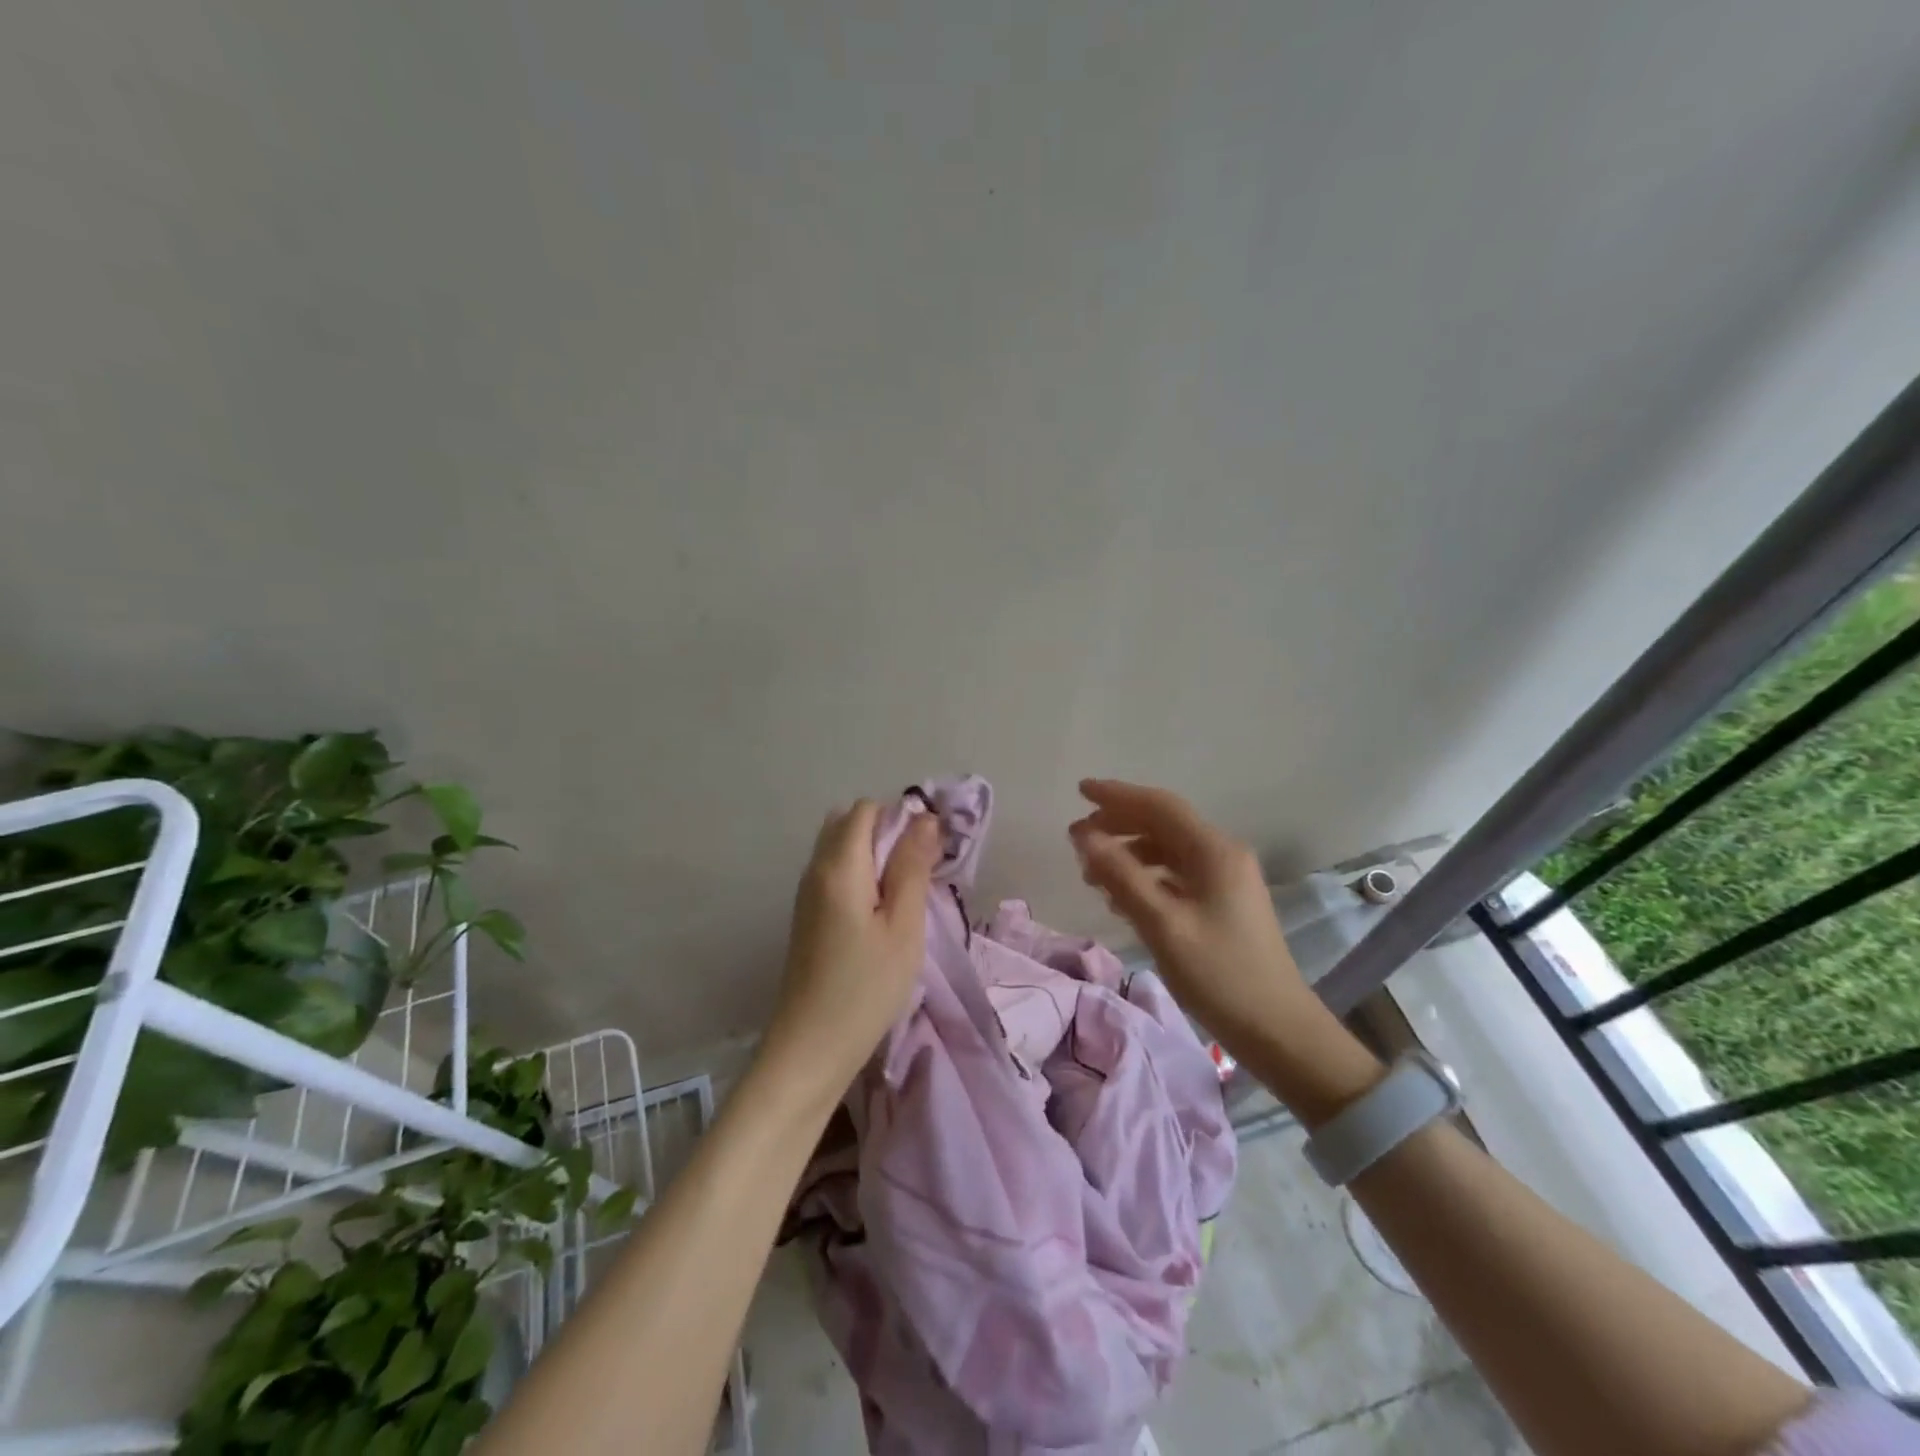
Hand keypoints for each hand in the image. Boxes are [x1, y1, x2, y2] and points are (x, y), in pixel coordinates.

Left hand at [761, 801, 941, 1100]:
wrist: (810, 1048)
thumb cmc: (866, 987)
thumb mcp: (903, 926)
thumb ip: (912, 867)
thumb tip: (925, 819)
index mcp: (839, 865)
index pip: (866, 810)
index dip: (900, 817)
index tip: (928, 849)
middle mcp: (815, 869)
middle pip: (849, 823)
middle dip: (886, 832)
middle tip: (918, 870)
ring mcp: (807, 893)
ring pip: (840, 848)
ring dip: (874, 854)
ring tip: (904, 892)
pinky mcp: (807, 916)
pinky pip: (834, 873)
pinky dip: (860, 874)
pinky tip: (881, 911)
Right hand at [1069, 778, 1313, 1044]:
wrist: (1278, 1030)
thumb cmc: (1219, 975)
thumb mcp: (1162, 924)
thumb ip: (1120, 875)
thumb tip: (1084, 835)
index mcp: (1214, 851)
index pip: (1159, 806)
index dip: (1117, 795)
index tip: (1079, 791)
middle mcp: (1223, 854)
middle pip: (1163, 824)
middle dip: (1118, 824)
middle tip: (1076, 838)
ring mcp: (1226, 879)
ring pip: (1167, 850)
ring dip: (1129, 853)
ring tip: (1092, 874)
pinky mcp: (1223, 902)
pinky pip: (1176, 874)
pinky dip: (1146, 876)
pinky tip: (1122, 898)